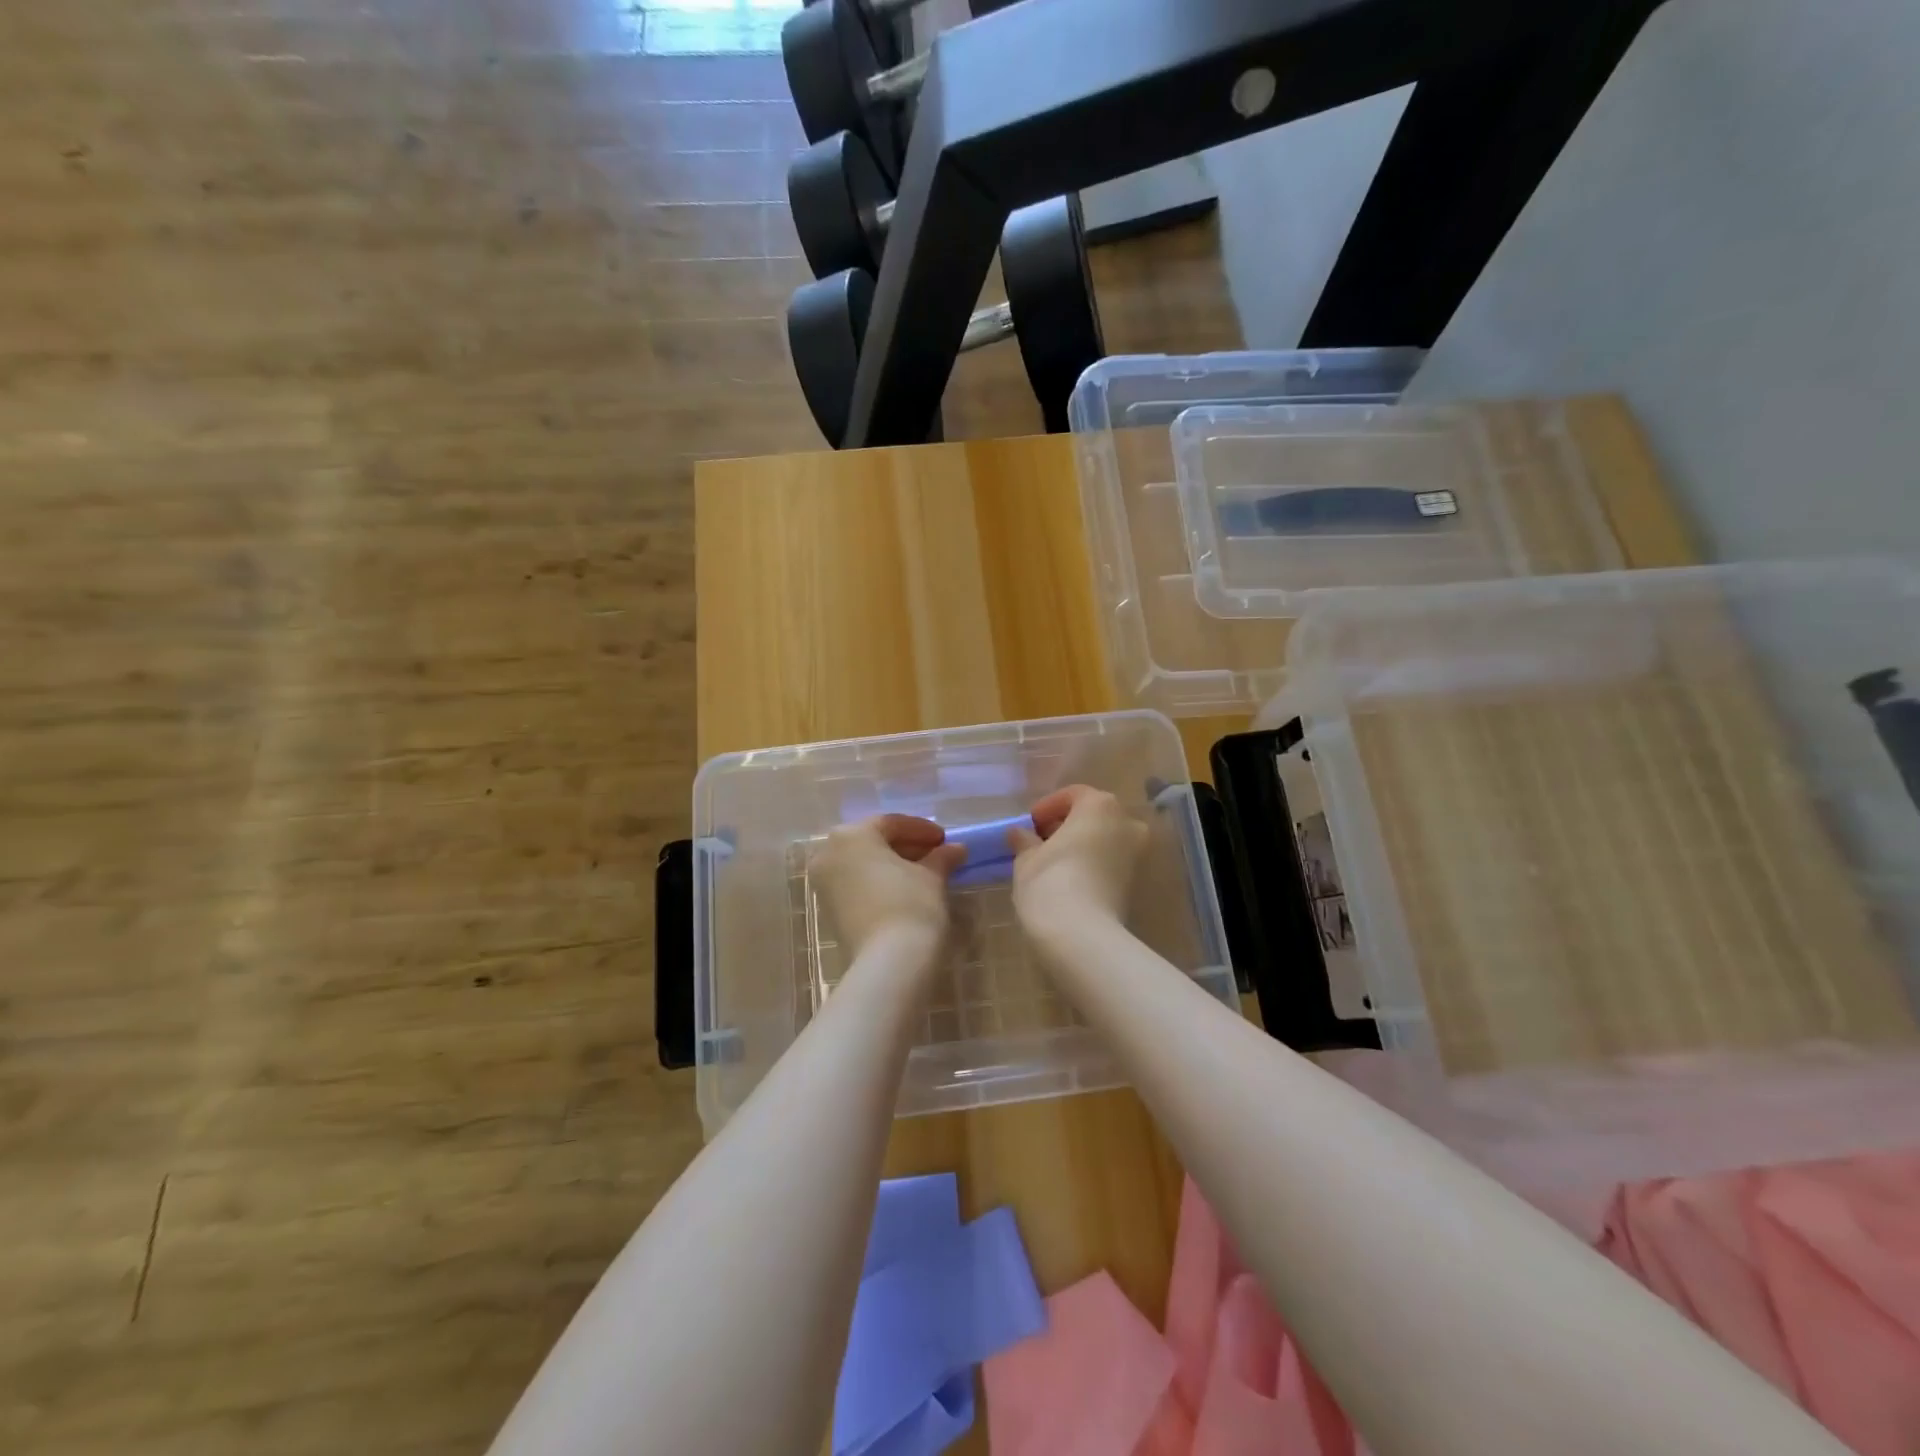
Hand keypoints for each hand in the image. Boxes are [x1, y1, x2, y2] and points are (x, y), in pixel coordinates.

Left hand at [811, 814, 965, 961]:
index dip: (921, 830)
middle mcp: (829, 853)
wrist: (889, 961)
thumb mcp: (932, 875)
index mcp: (851, 835)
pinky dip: (879, 882)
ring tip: (925, 874)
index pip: (890, 823)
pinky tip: (906, 891)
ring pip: (863, 864)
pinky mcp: (828, 910)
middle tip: (936, 854)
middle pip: (873, 842)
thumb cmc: (910, 904)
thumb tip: (955, 850)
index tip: (944, 840)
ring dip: (893, 865)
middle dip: (906, 847)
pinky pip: (856, 884)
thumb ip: (941, 857)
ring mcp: (824, 884)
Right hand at [1008, 785, 1148, 932]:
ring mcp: (1137, 853)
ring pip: (1105, 840)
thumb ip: (1025, 841)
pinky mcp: (1137, 882)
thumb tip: (1019, 834)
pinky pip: (1110, 863)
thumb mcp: (1026, 859)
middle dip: (1067, 826)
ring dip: (1082, 846)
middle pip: (1093, 815)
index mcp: (1100, 805)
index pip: (1072, 795)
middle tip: (1040, 843)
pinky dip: (1093, 865)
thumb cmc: (1049, 882)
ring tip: (1053, 864)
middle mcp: (1126, 822)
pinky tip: (1070, 880)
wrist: (1082, 936)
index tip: (1029, 826)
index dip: (1047, 808)